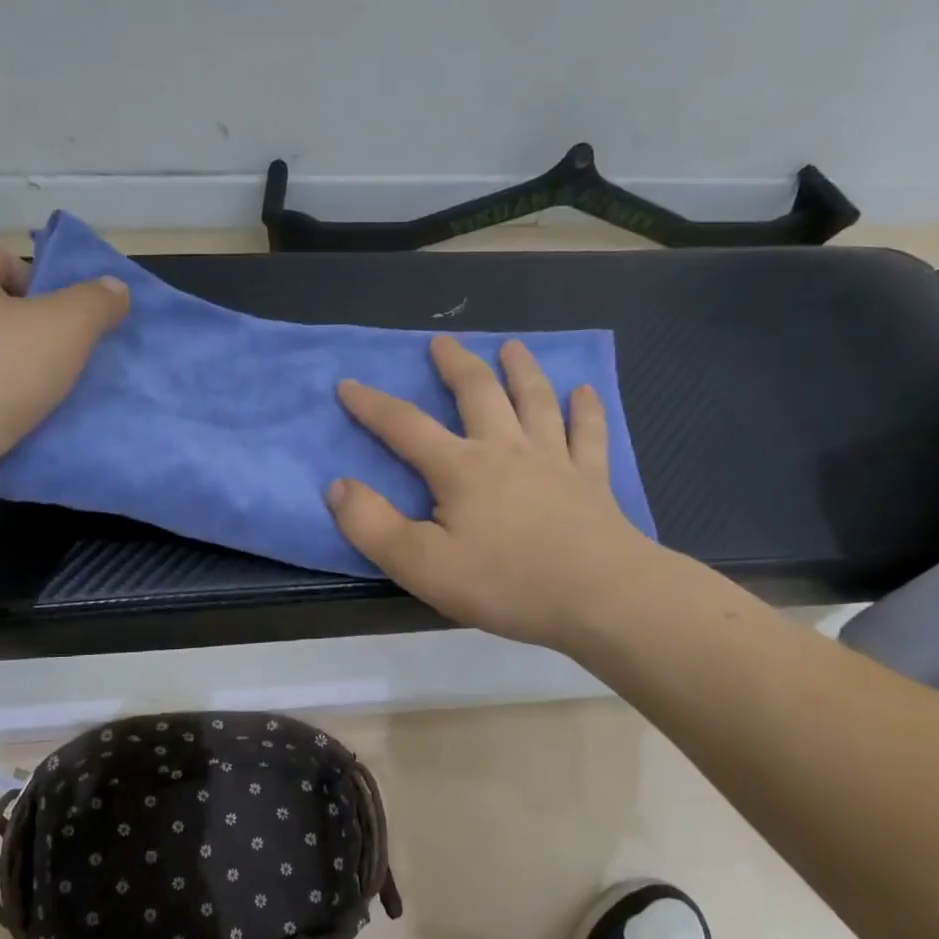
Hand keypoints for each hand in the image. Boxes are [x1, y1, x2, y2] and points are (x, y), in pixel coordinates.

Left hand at [0, 241, 127, 529]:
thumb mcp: (61, 326)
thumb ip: (95, 304)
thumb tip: (115, 288)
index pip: (10, 264)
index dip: (52, 289)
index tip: (83, 325)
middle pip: (9, 323)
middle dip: (53, 347)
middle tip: (92, 369)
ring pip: (4, 376)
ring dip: (41, 393)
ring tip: (83, 409)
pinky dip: (21, 430)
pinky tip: (54, 442)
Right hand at [328, 335, 657, 651]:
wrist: (600, 596)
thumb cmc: (505, 582)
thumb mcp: (421, 564)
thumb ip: (371, 525)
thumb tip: (338, 486)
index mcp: (461, 469)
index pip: (405, 427)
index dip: (372, 405)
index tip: (347, 384)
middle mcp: (506, 450)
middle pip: (477, 394)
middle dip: (454, 365)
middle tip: (441, 343)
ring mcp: (554, 461)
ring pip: (534, 401)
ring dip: (520, 370)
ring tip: (511, 347)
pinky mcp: (591, 481)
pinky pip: (587, 434)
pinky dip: (585, 410)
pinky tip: (584, 392)